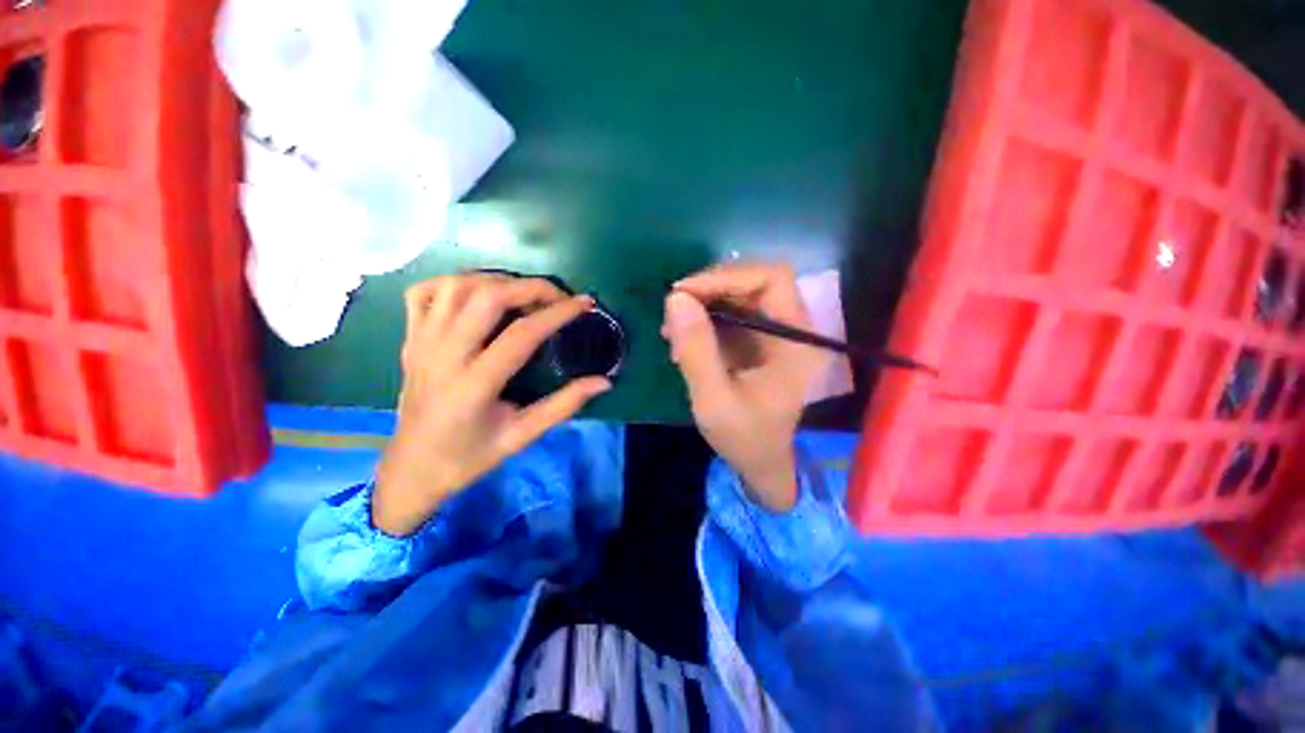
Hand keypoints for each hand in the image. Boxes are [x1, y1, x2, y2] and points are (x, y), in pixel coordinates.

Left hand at [373, 274, 610, 535]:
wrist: (411, 468)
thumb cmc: (469, 457)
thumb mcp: (521, 437)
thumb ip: (563, 406)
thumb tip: (603, 382)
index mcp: (474, 385)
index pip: (522, 334)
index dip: (558, 313)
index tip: (584, 303)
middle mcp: (443, 355)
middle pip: (487, 297)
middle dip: (531, 287)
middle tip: (558, 296)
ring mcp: (421, 342)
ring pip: (455, 286)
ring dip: (496, 280)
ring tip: (523, 294)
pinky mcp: (409, 338)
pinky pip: (424, 292)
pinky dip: (454, 283)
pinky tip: (477, 295)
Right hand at [662, 262, 828, 511]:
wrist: (759, 464)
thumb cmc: (744, 438)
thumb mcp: (714, 400)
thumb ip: (696, 350)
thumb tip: (675, 299)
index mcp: (797, 341)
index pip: (771, 279)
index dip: (727, 276)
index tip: (683, 292)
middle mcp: (792, 329)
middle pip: (754, 282)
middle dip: (710, 289)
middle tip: (673, 308)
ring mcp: (775, 334)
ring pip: (739, 296)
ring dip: (703, 304)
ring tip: (673, 329)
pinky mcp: (757, 341)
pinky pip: (731, 314)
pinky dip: (704, 319)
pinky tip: (682, 339)